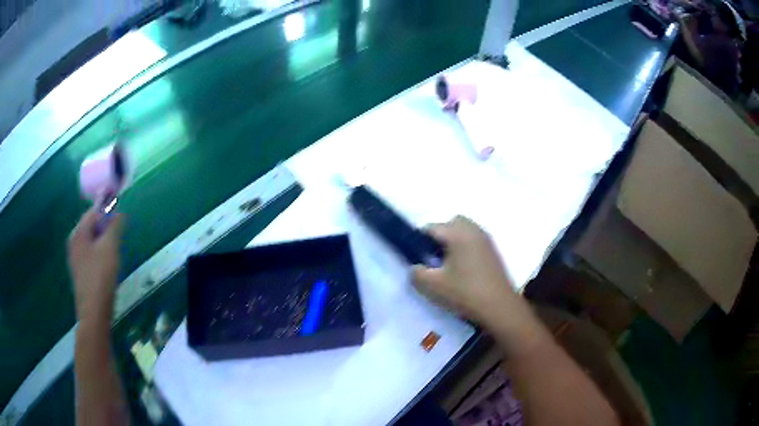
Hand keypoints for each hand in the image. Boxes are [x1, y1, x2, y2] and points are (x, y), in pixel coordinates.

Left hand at [68, 208, 123, 318]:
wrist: (94, 312)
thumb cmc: (100, 276)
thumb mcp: (110, 247)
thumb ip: (114, 226)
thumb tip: (119, 211)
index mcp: (78, 233)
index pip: (93, 212)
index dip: (107, 213)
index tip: (120, 223)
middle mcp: (73, 242)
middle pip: (91, 227)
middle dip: (105, 230)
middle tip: (118, 241)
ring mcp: (75, 259)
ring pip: (91, 243)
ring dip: (103, 244)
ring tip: (114, 256)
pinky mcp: (80, 273)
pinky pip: (90, 256)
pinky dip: (99, 256)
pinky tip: (107, 269)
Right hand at [412, 216, 517, 323]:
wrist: (499, 307)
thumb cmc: (465, 293)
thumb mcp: (433, 286)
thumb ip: (417, 273)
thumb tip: (416, 267)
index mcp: (458, 233)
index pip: (432, 228)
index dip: (420, 242)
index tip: (419, 260)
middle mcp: (473, 230)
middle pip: (450, 224)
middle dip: (439, 237)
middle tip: (434, 260)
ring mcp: (486, 239)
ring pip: (464, 231)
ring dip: (453, 242)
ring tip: (448, 266)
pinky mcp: (493, 251)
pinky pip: (474, 240)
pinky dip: (465, 248)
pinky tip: (463, 270)